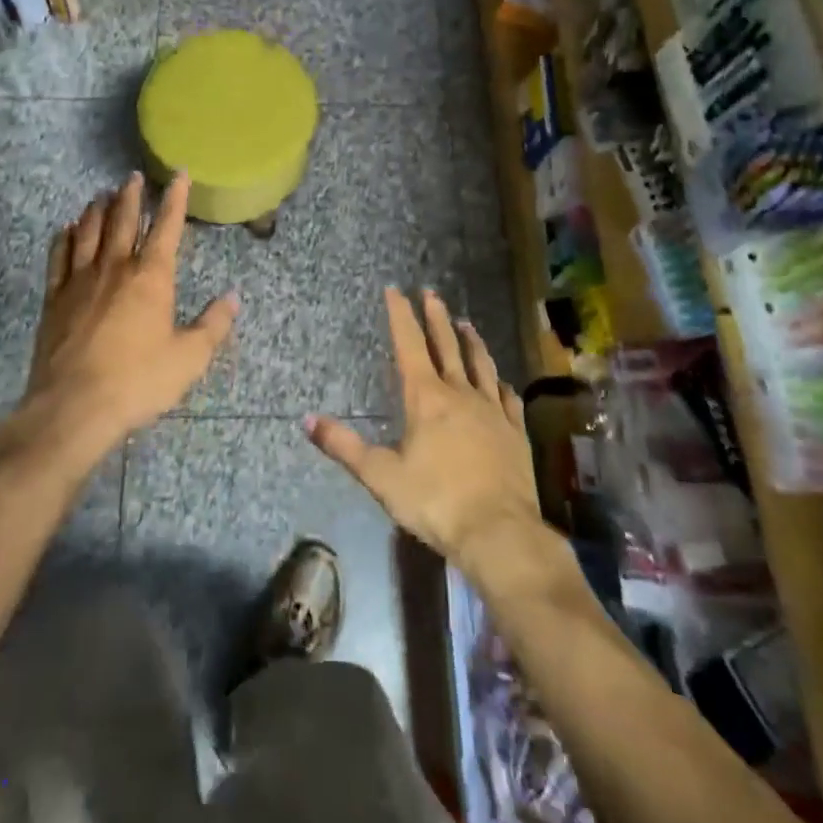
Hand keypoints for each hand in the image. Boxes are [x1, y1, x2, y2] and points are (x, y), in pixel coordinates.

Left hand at [18, 171, 238, 457]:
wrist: (73, 407)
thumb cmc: (138, 381)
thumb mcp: (189, 358)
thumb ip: (213, 325)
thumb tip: (233, 297)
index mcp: (151, 277)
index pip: (166, 226)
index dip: (175, 198)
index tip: (179, 175)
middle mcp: (115, 268)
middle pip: (122, 220)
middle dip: (130, 196)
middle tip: (132, 176)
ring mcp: (80, 281)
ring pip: (88, 232)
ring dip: (97, 210)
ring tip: (101, 194)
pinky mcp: (54, 299)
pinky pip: (58, 258)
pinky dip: (64, 238)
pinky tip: (66, 229)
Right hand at [307, 289, 542, 576]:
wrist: (498, 532)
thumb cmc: (435, 501)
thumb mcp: (380, 476)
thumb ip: (344, 446)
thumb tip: (306, 419)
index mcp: (426, 398)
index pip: (409, 344)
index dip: (401, 315)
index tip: (395, 290)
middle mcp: (460, 394)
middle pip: (447, 346)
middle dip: (435, 317)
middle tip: (430, 292)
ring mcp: (492, 410)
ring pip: (481, 364)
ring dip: (471, 341)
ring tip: (465, 322)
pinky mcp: (515, 432)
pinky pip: (508, 398)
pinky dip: (501, 384)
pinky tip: (502, 381)